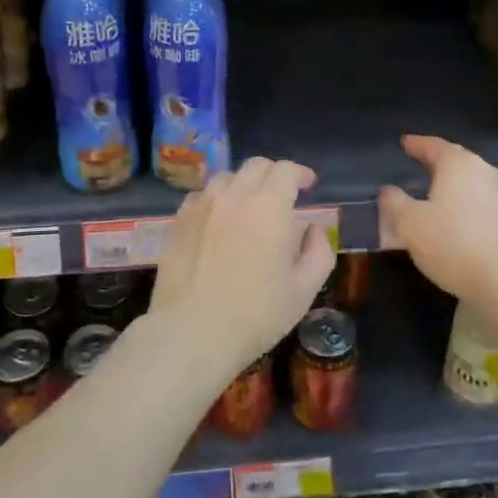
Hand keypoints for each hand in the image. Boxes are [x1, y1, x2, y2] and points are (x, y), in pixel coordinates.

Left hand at [148, 156, 335, 375]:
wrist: (192, 331)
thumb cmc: (255, 314)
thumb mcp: (304, 290)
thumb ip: (319, 252)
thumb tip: (314, 229)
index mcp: (269, 206)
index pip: (286, 170)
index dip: (300, 173)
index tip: (308, 185)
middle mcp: (234, 195)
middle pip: (256, 166)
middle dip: (274, 174)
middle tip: (282, 195)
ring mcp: (202, 205)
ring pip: (226, 177)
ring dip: (243, 185)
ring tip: (248, 207)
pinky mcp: (179, 220)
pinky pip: (201, 196)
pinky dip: (216, 199)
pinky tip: (218, 220)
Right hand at [378, 135, 497, 306]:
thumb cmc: (453, 245)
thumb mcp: (409, 225)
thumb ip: (394, 202)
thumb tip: (388, 190)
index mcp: (458, 164)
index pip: (433, 146)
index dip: (416, 144)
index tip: (405, 143)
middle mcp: (486, 170)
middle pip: (457, 161)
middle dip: (438, 164)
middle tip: (421, 167)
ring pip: (474, 182)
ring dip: (457, 186)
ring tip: (441, 196)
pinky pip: (487, 202)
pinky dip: (472, 205)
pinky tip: (463, 220)